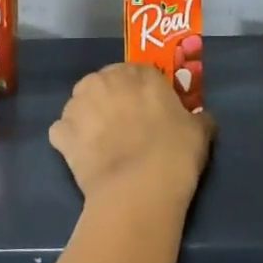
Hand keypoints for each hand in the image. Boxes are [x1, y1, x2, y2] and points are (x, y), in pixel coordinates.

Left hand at [51, 63, 214, 206]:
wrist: (138, 189)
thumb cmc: (174, 153)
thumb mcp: (199, 132)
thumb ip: (198, 118)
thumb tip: (201, 119)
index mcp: (138, 73)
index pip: (139, 73)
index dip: (142, 92)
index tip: (148, 111)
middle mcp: (104, 80)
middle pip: (104, 83)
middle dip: (111, 100)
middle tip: (124, 126)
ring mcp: (78, 105)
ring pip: (80, 104)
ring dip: (88, 117)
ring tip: (101, 144)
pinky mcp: (61, 133)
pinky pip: (63, 132)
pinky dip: (70, 142)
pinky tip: (84, 158)